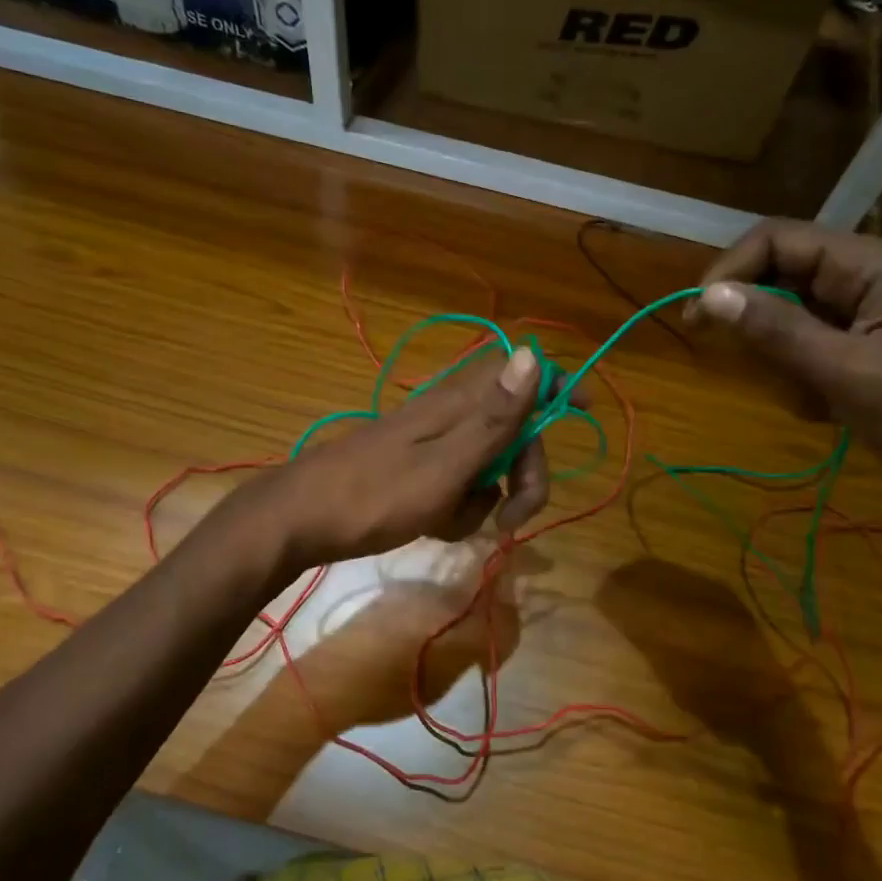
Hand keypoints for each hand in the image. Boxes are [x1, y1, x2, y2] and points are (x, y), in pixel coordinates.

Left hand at [249, 346, 550, 570]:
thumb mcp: (445, 465)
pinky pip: (458, 486)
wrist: (298, 522)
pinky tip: (435, 526)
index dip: (555, 384)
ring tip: (454, 523)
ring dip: (486, 499)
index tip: (582, 411)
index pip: (520, 371)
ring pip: (487, 465)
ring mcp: (431, 444)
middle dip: (525, 473)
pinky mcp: (416, 471)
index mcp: (458, 403)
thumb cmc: (374, 496)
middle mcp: (448, 414)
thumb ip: (494, 417)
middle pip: (513, 430)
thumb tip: (534, 354)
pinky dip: (457, 509)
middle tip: (514, 516)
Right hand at [689, 220, 881, 557]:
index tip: (698, 317)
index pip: (780, 241)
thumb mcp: (849, 373)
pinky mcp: (865, 357)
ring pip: (789, 323)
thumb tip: (711, 295)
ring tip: (815, 401)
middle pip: (781, 280)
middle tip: (761, 369)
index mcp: (874, 267)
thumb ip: (778, 331)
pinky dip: (804, 383)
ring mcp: (868, 322)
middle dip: (762, 327)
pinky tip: (827, 412)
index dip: (732, 271)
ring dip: (784, 363)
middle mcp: (868, 283)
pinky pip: (808, 355)